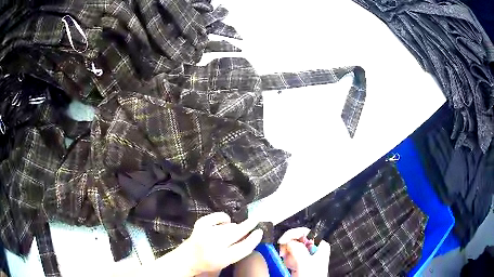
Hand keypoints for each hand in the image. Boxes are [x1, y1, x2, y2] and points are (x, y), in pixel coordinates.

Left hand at [181, 212, 263, 275]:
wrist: (189, 257)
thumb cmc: (211, 261)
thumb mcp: (227, 260)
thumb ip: (240, 249)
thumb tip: (252, 234)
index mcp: (223, 257)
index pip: (243, 248)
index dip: (254, 239)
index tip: (260, 231)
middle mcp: (214, 244)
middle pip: (237, 232)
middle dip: (248, 225)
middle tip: (255, 220)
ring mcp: (206, 232)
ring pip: (230, 226)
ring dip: (234, 227)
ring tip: (231, 233)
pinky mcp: (201, 223)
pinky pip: (219, 216)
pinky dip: (224, 218)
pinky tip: (224, 223)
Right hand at [278, 227, 330, 276]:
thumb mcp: (305, 262)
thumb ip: (298, 249)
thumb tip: (289, 240)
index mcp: (320, 245)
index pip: (306, 232)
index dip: (293, 234)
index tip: (282, 240)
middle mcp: (313, 249)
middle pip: (297, 239)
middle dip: (289, 246)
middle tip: (284, 253)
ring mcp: (306, 256)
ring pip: (291, 248)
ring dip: (287, 254)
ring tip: (289, 263)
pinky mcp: (299, 263)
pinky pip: (289, 257)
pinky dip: (287, 260)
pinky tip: (290, 266)